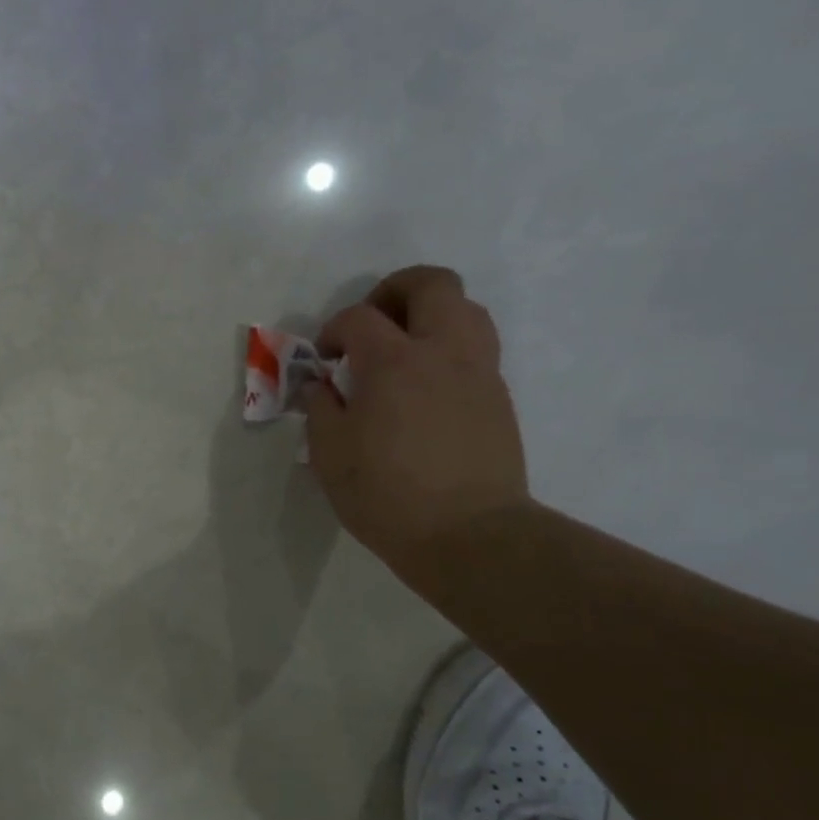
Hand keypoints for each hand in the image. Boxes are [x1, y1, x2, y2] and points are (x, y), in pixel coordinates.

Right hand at [305, 266, 528, 580]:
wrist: (469, 535)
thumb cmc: (387, 496)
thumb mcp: (330, 455)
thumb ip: (320, 408)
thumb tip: (321, 386)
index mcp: (393, 362)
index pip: (359, 317)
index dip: (334, 329)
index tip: (325, 358)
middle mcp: (442, 352)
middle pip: (431, 284)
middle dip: (395, 290)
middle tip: (373, 322)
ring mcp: (479, 371)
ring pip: (467, 308)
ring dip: (432, 314)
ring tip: (406, 347)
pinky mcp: (498, 396)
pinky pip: (477, 348)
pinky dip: (450, 349)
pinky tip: (428, 387)